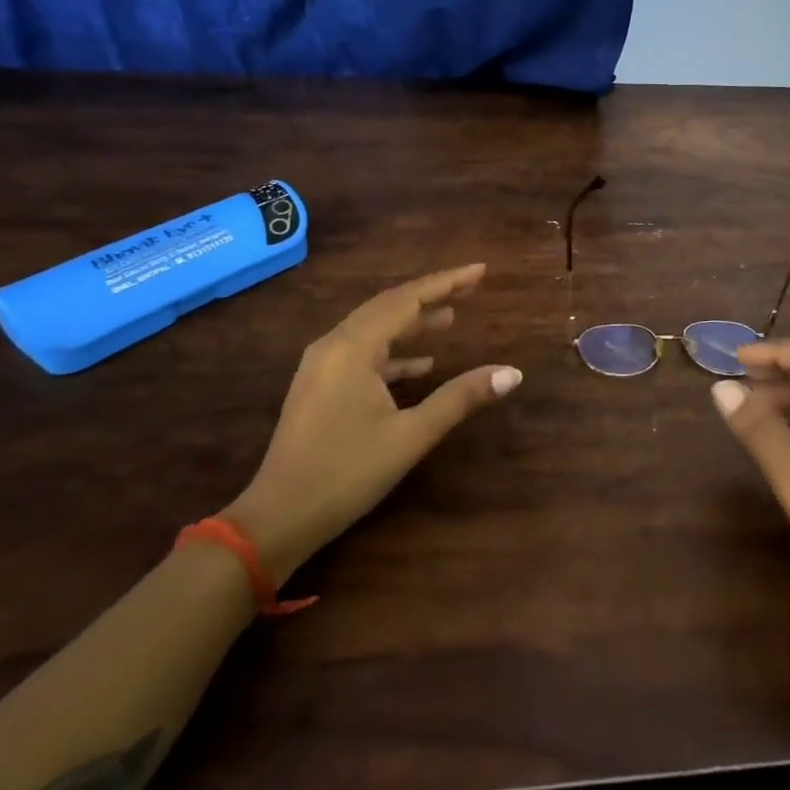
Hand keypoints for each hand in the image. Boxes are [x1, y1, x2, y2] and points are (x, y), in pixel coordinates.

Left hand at [223, 264, 521, 583]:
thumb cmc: (346, 473)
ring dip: (412, 324)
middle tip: (471, 287)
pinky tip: (420, 365)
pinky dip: (393, 353)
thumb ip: (460, 398)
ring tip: (451, 319)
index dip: (446, 282)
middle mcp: (334, 345)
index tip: (480, 270)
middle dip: (431, 296)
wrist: (277, 519)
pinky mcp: (320, 387)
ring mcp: (322, 366)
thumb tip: (512, 373)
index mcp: (353, 347)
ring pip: (374, 330)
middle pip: (389, 306)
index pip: (407, 299)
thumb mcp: (410, 436)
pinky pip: (362, 354)